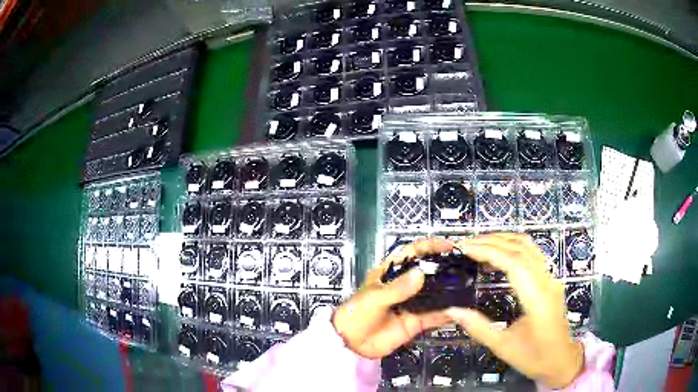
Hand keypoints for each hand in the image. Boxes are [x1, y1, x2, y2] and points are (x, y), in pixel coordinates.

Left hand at [332, 238, 453, 358]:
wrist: (351, 344)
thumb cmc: (357, 314)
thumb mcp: (374, 298)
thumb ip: (397, 289)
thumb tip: (421, 273)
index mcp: (390, 274)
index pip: (411, 253)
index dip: (429, 246)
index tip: (448, 246)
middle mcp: (404, 287)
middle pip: (427, 273)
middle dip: (444, 268)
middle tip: (464, 266)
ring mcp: (411, 305)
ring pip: (434, 295)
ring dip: (449, 291)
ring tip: (467, 286)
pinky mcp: (416, 322)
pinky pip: (434, 316)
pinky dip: (447, 314)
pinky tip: (459, 311)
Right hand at [449, 233, 583, 388]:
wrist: (561, 360)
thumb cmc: (534, 357)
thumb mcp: (503, 346)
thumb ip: (478, 327)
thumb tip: (452, 311)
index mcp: (537, 299)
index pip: (514, 263)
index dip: (488, 251)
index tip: (466, 248)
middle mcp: (547, 282)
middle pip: (521, 248)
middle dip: (492, 241)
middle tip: (466, 244)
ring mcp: (551, 279)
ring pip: (529, 246)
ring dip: (504, 240)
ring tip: (480, 244)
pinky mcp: (550, 280)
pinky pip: (533, 254)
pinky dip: (514, 247)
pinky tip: (499, 255)